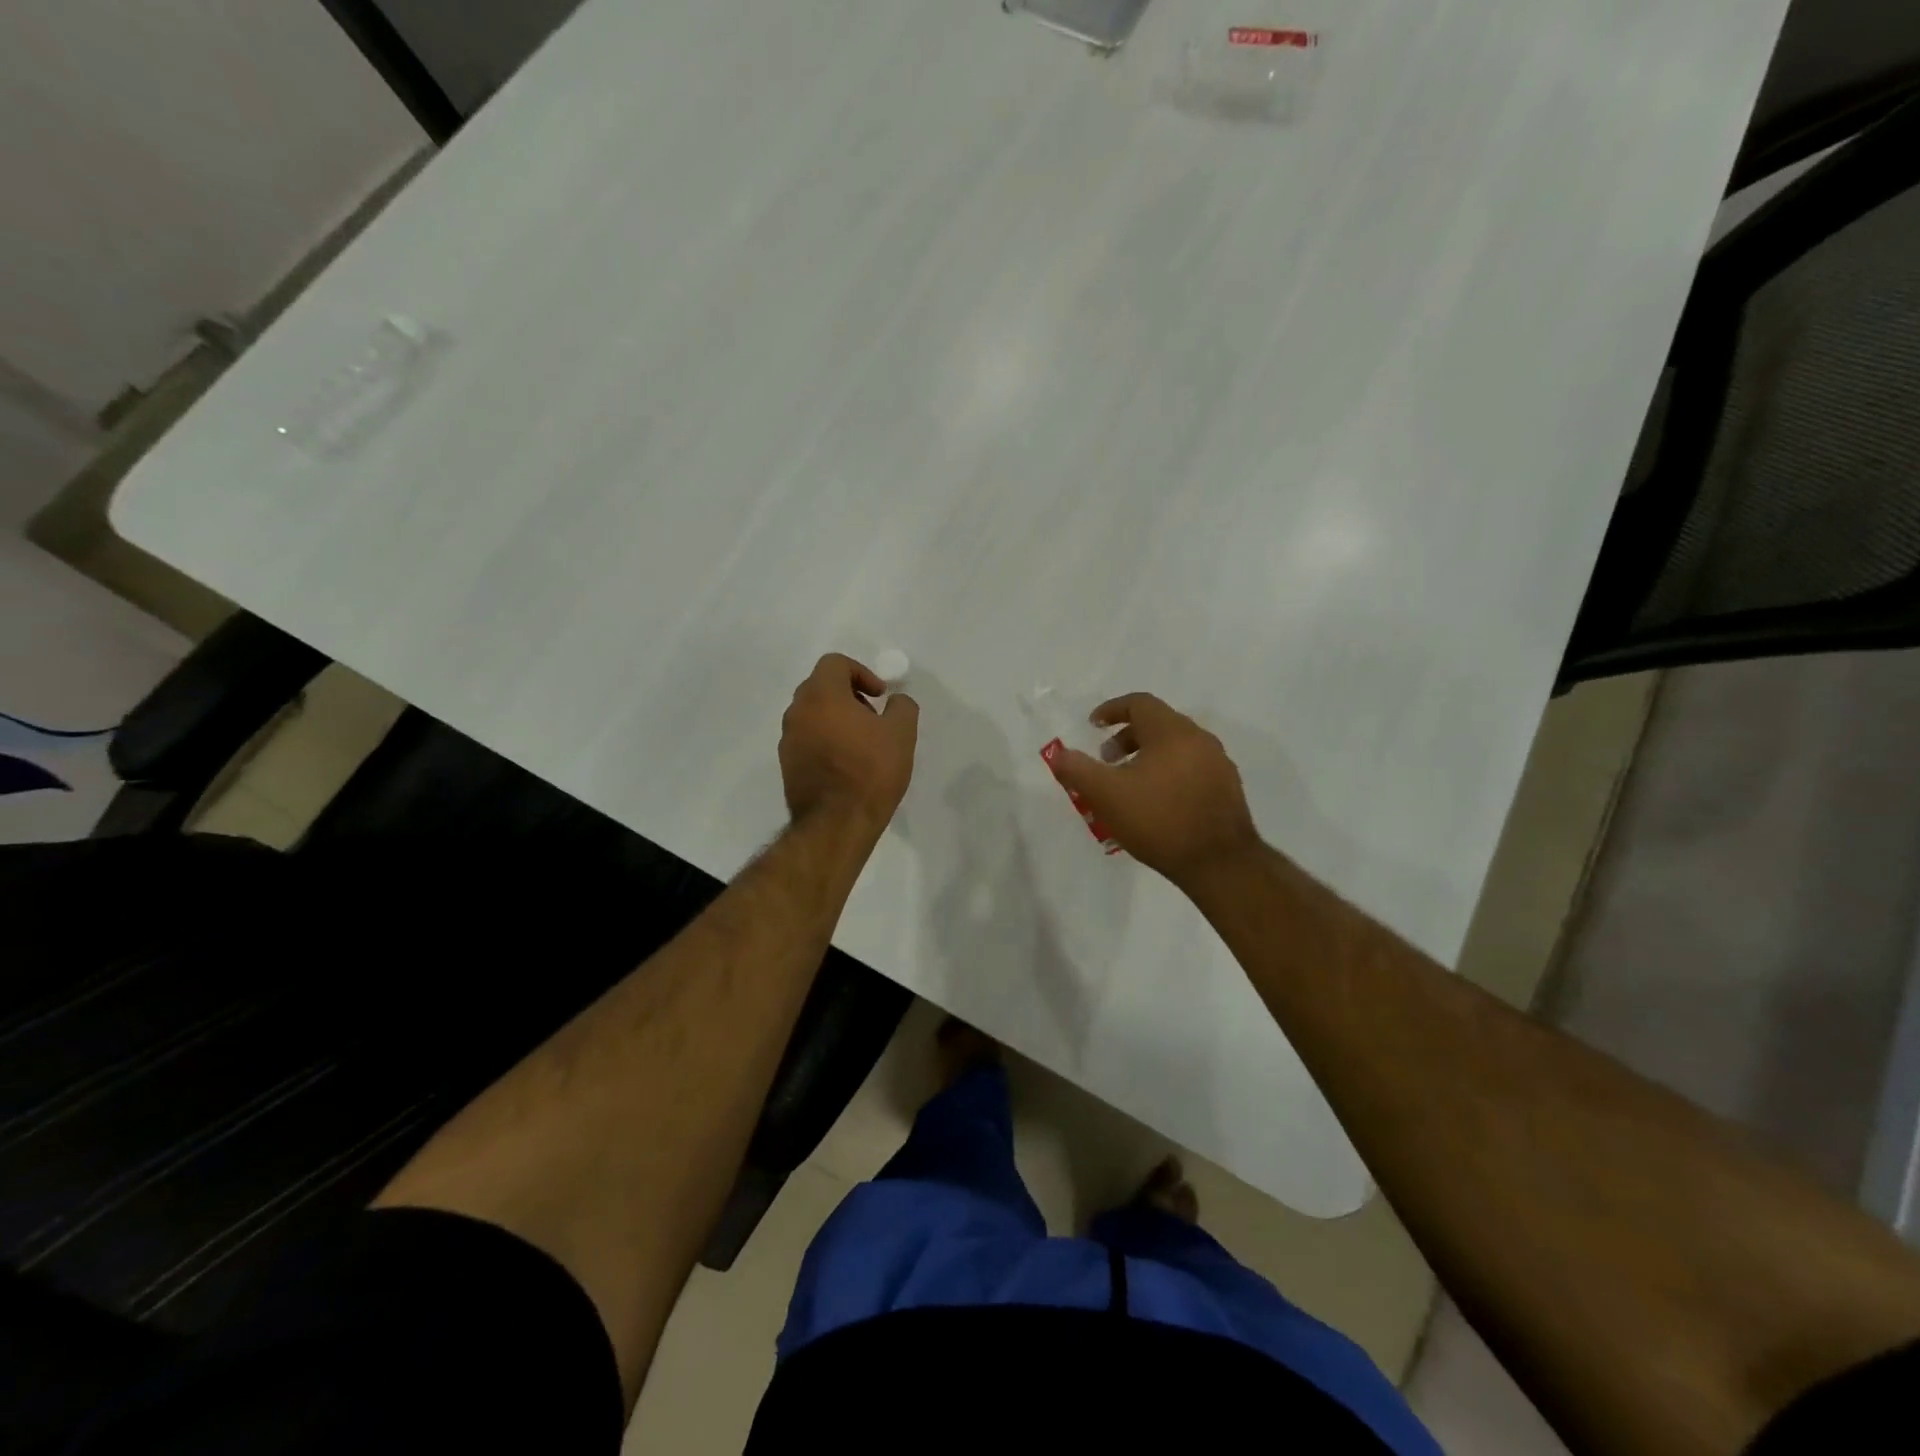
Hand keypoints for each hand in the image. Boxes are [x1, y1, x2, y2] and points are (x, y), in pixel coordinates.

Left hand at [779, 654, 918, 836]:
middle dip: (848, 694)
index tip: (880, 695)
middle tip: (872, 716)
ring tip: (862, 742)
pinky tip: (846, 763)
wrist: (836, 824)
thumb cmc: (871, 771)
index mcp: (821, 696)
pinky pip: (806, 738)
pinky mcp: (787, 764)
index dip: (861, 672)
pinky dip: (825, 739)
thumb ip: (901, 707)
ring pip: (812, 714)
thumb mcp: (901, 734)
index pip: (835, 663)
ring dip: (836, 717)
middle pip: (820, 686)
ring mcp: (788, 739)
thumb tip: (896, 701)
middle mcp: (797, 712)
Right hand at [1046, 693, 1259, 888]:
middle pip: (1159, 724)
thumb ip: (1078, 770)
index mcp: (1171, 731)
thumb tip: (1058, 754)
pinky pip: (1192, 768)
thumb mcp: (1106, 795)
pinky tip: (1158, 802)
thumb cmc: (1159, 820)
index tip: (1093, 725)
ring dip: (1148, 756)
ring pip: (1176, 747)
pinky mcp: (1228, 789)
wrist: (1220, 863)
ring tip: (1130, 784)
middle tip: (1107, 760)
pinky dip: (1169, 772)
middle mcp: (1199, 739)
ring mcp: (1218, 764)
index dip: (1112, 710)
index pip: (1139, 703)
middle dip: (1128, 737)